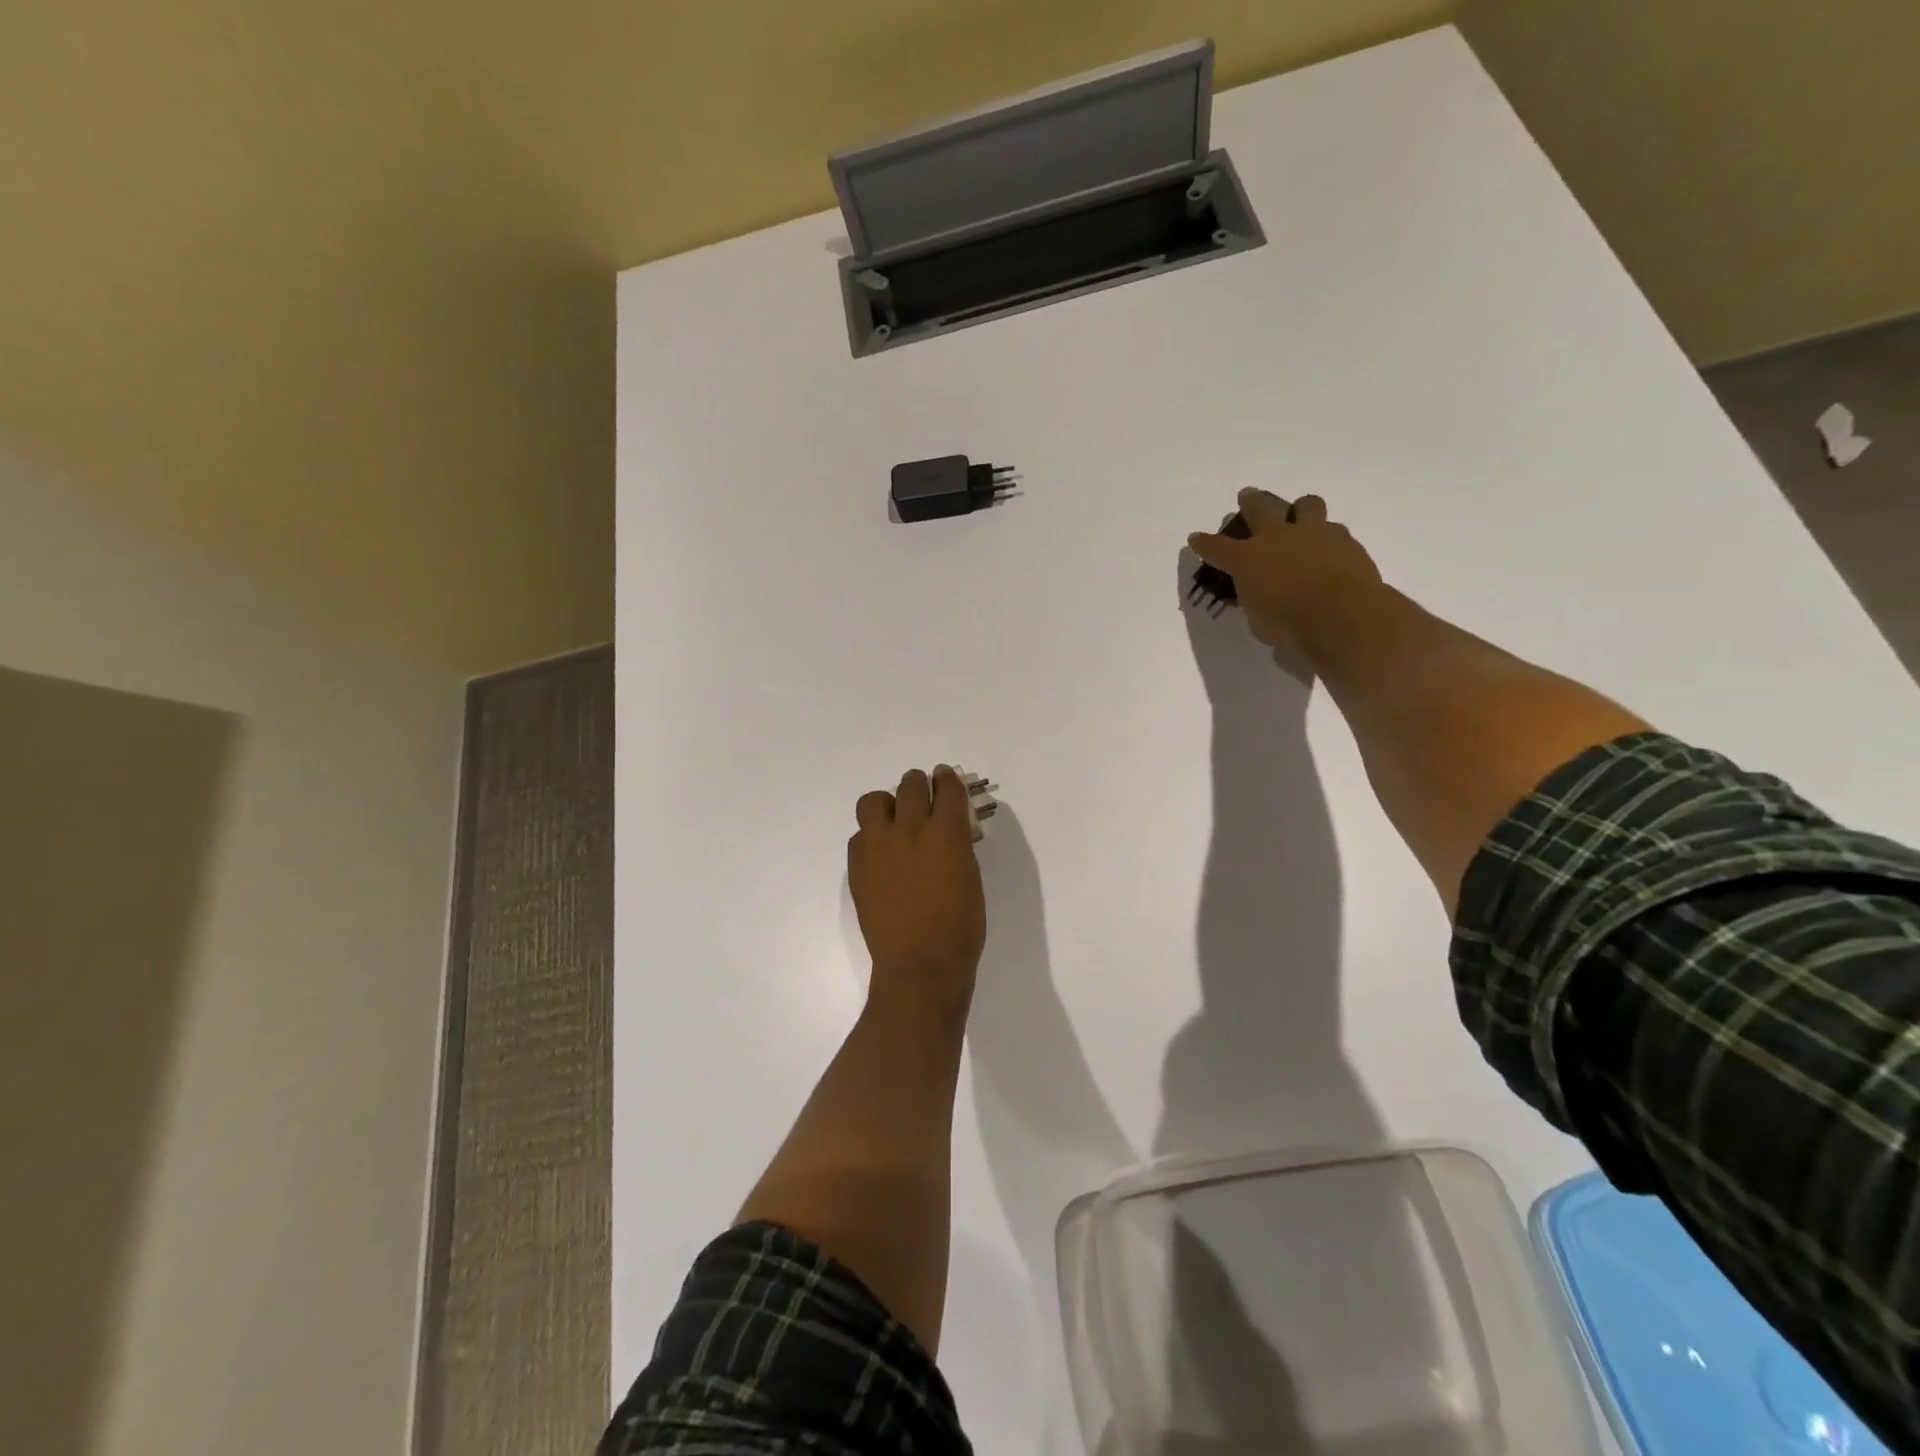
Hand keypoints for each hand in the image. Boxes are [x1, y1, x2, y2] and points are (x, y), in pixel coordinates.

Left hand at [848, 766, 986, 1022]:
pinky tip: (881, 855)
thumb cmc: (959, 927)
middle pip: (910, 785)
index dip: (947, 779)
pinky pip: (859, 835)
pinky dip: (871, 837)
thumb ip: (958, 846)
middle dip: (919, 785)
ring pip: (873, 801)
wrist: (920, 965)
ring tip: (894, 821)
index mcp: (946, 832)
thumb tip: (950, 830)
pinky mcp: (857, 866)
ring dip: (887, 804)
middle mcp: (910, 829)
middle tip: (922, 796)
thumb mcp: (970, 878)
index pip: (947, 787)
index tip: (945, 778)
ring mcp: (878, 846)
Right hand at [1189, 489, 1383, 666]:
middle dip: (1250, 501)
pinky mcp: (1346, 540)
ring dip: (1299, 508)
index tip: (1196, 540)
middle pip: (1260, 507)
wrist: (1343, 618)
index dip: (1204, 544)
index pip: (1217, 547)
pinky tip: (1329, 549)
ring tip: (1300, 515)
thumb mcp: (1258, 621)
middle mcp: (1278, 538)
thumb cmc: (1290, 626)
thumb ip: (1255, 601)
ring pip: (1306, 504)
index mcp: (1248, 559)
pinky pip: (1334, 529)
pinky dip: (1328, 537)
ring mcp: (1314, 534)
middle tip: (1247, 496)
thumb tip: (1256, 595)